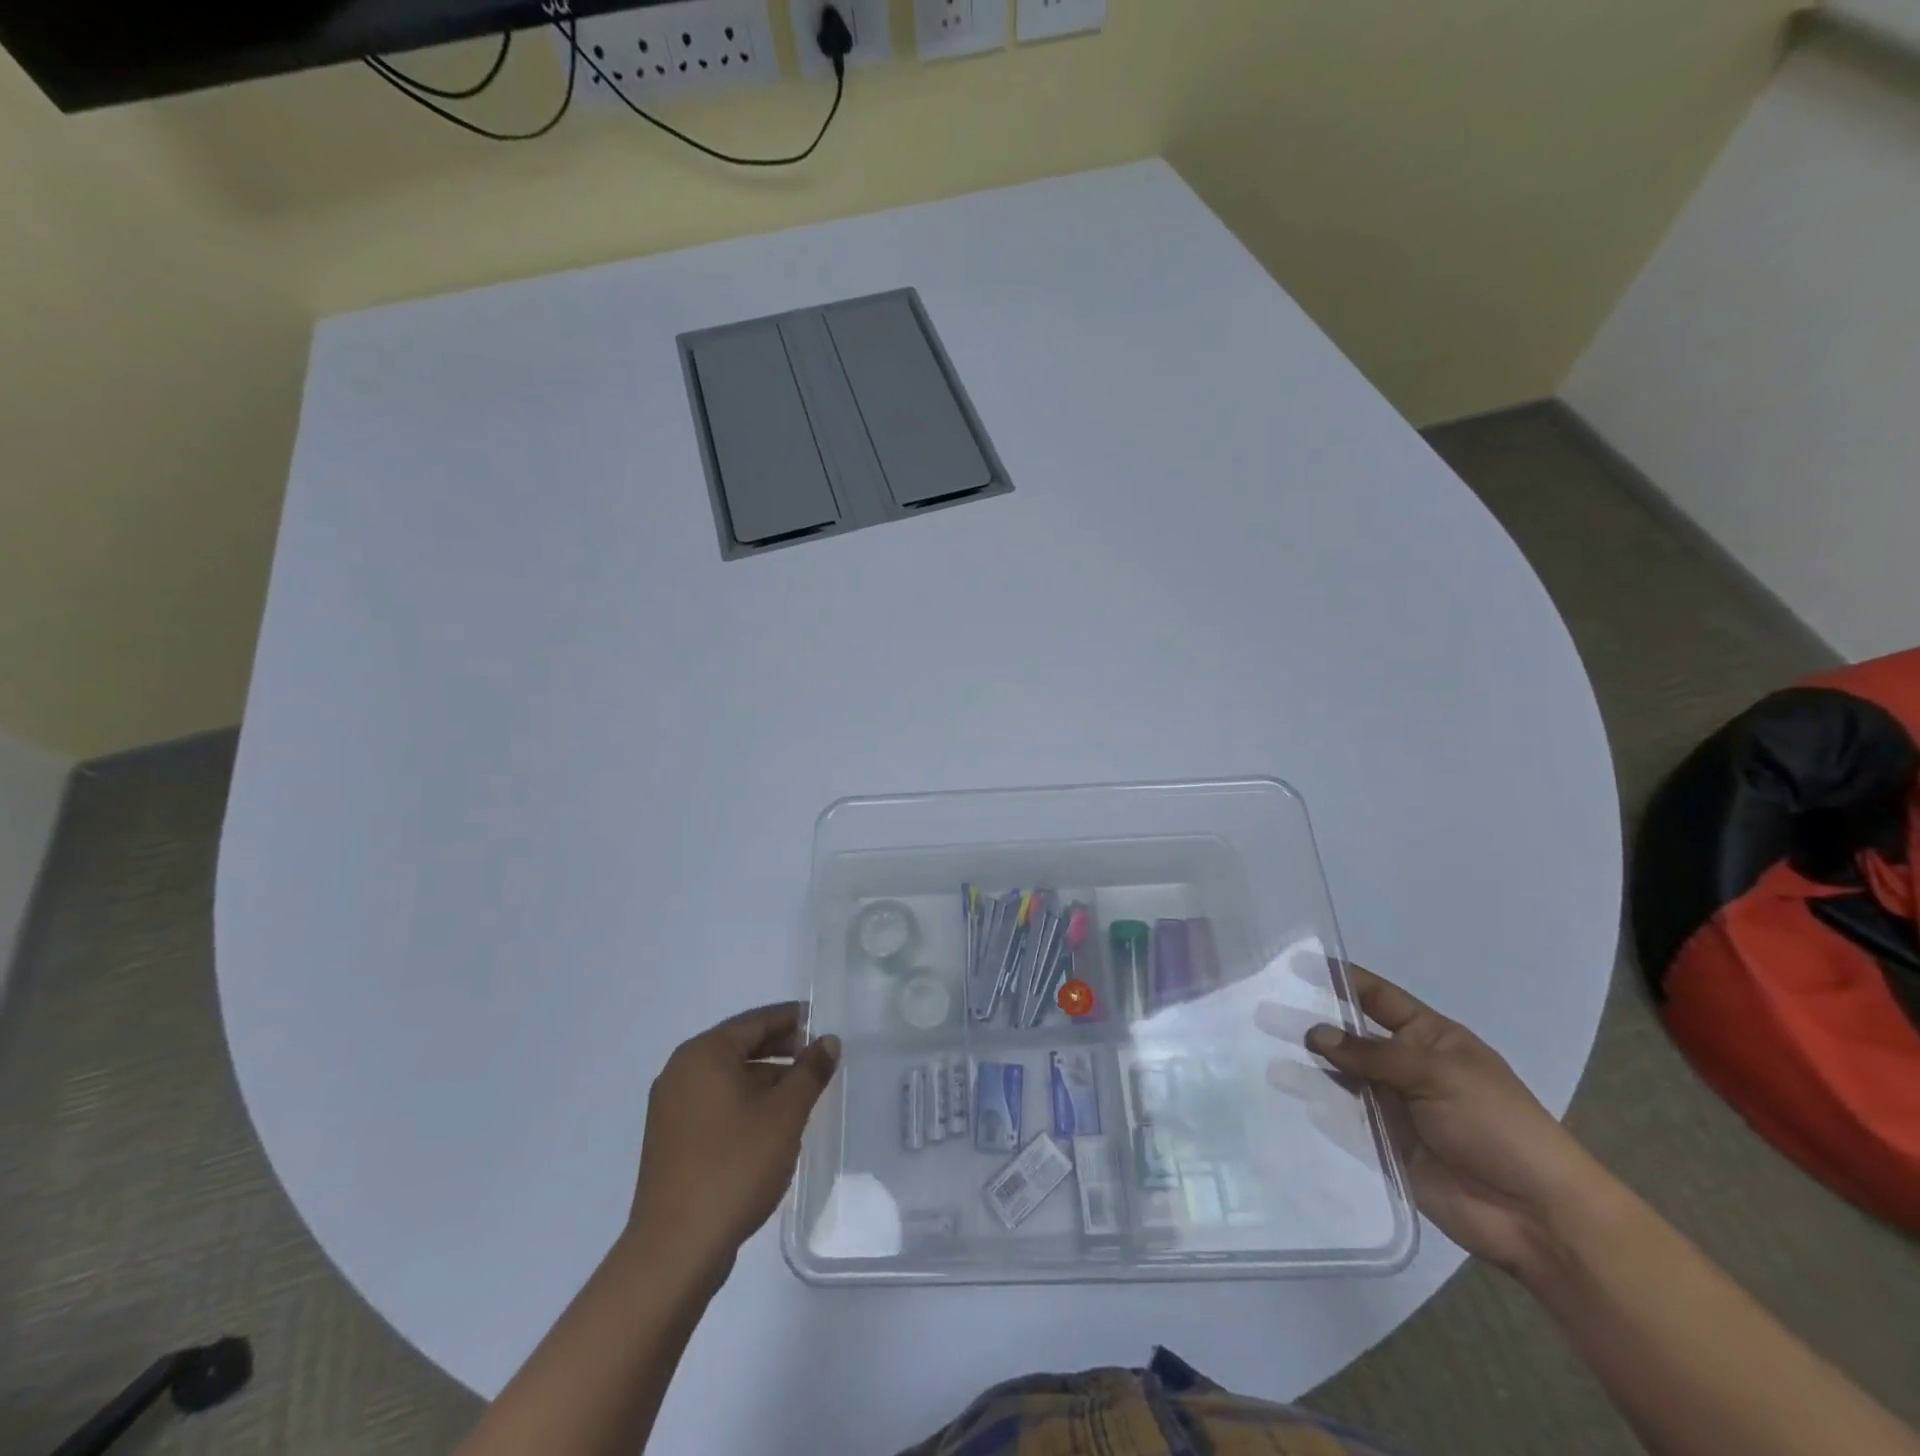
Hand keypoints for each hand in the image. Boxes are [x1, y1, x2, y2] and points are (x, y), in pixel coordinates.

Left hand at [628, 1002, 840, 1271]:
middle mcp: (681, 1072)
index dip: (791, 1019)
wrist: (677, 1248)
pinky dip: (745, 1102)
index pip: (755, 1021)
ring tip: (803, 1092)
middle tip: (818, 1055)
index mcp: (704, 1054)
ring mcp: (671, 1108)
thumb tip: (828, 1041)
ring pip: (728, 1078)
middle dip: (781, 1048)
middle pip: (739, 1046)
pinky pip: (715, 1104)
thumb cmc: (735, 1165)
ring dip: (765, 1078)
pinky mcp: (671, 1140)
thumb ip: (810, 1071)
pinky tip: (772, 1123)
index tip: (822, 1020)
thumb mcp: (785, 1113)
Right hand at [1263, 966, 1606, 1274]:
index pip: (1377, 998)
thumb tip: (1315, 1034)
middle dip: (1311, 1022)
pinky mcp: (1382, 1144)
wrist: (1533, 1214)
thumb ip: (1372, 1054)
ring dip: (1305, 1063)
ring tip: (1258, 1048)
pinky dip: (1313, 1104)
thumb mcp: (1437, 1073)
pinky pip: (1342, 1118)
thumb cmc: (1496, 1124)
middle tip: (1261, 1009)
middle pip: (1350, 1036)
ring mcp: (1392, 1106)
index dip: (1341, 980)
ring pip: (1339, 1076)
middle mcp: (1406, 1066)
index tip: (1297, 964)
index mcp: (1429, 1038)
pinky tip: (1279, 1091)